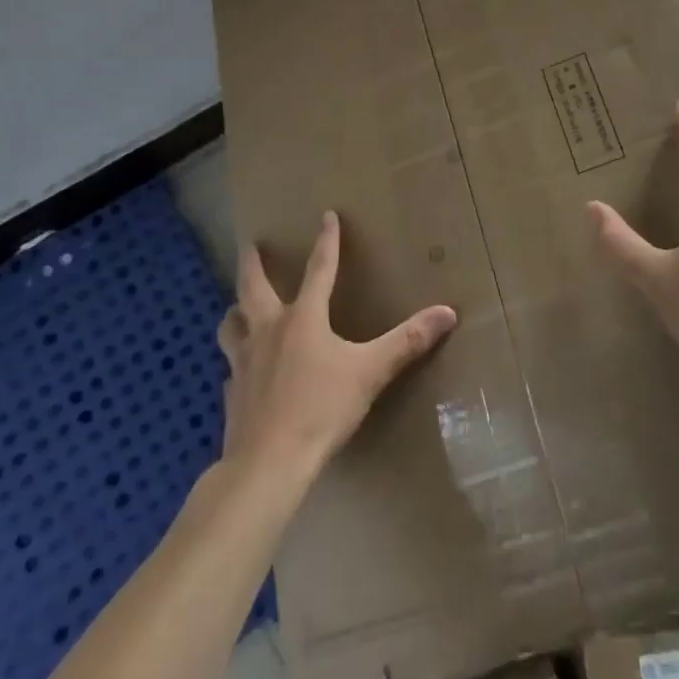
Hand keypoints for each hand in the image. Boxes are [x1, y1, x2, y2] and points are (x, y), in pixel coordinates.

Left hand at [217, 212, 457, 484]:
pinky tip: (241, 372)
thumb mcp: (370, 372)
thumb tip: (448, 312)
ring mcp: (243, 361)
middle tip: (250, 244)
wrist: (267, 464)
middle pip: (253, 286)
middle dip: (253, 262)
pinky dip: (236, 361)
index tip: (326, 214)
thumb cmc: (320, 410)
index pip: (319, 268)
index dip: (327, 240)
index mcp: (303, 318)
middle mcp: (268, 329)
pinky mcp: (231, 393)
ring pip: (232, 324)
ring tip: (238, 307)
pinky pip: (231, 368)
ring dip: (236, 310)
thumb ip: (407, 342)